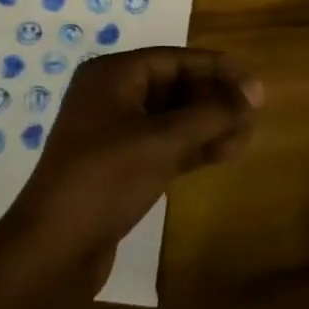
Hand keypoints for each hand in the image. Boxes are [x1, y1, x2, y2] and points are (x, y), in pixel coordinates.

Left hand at [0, 47, 261, 293]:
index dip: (218, 69)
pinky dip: (194, 147)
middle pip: (174, 86)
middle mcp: (111, 96)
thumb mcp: (163, 141)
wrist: (54, 249)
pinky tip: (226, 153)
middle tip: (255, 112)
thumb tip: (253, 94)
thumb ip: (211, 114)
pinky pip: (165, 144)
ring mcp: (114, 133)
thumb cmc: (106, 179)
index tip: (255, 84)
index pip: (175, 59)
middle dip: (214, 98)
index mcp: (112, 76)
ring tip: (247, 135)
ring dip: (209, 124)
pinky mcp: (121, 166)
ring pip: (172, 118)